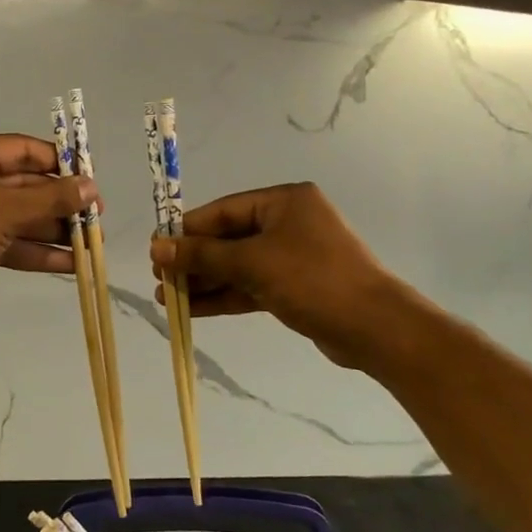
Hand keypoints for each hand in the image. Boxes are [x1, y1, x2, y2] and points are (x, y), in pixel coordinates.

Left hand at [0, 135, 95, 325]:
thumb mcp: (3, 211)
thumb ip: (50, 199)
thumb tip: (90, 187)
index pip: (22, 149)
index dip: (59, 163)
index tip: (90, 180)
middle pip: (24, 185)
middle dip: (60, 203)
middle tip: (95, 218)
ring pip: (18, 216)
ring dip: (52, 230)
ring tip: (90, 244)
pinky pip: (8, 240)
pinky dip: (35, 250)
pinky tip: (69, 263)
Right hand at [149, 182, 409, 369]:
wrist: (375, 328)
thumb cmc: (313, 280)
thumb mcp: (253, 262)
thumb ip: (203, 254)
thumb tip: (156, 246)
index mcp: (283, 202)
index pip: (223, 211)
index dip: (187, 230)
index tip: (156, 247)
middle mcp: (287, 223)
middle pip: (228, 238)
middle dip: (193, 260)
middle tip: (159, 277)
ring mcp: (292, 257)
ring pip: (237, 265)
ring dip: (204, 281)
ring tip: (166, 298)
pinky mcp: (294, 287)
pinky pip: (250, 285)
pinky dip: (224, 295)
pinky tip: (193, 308)